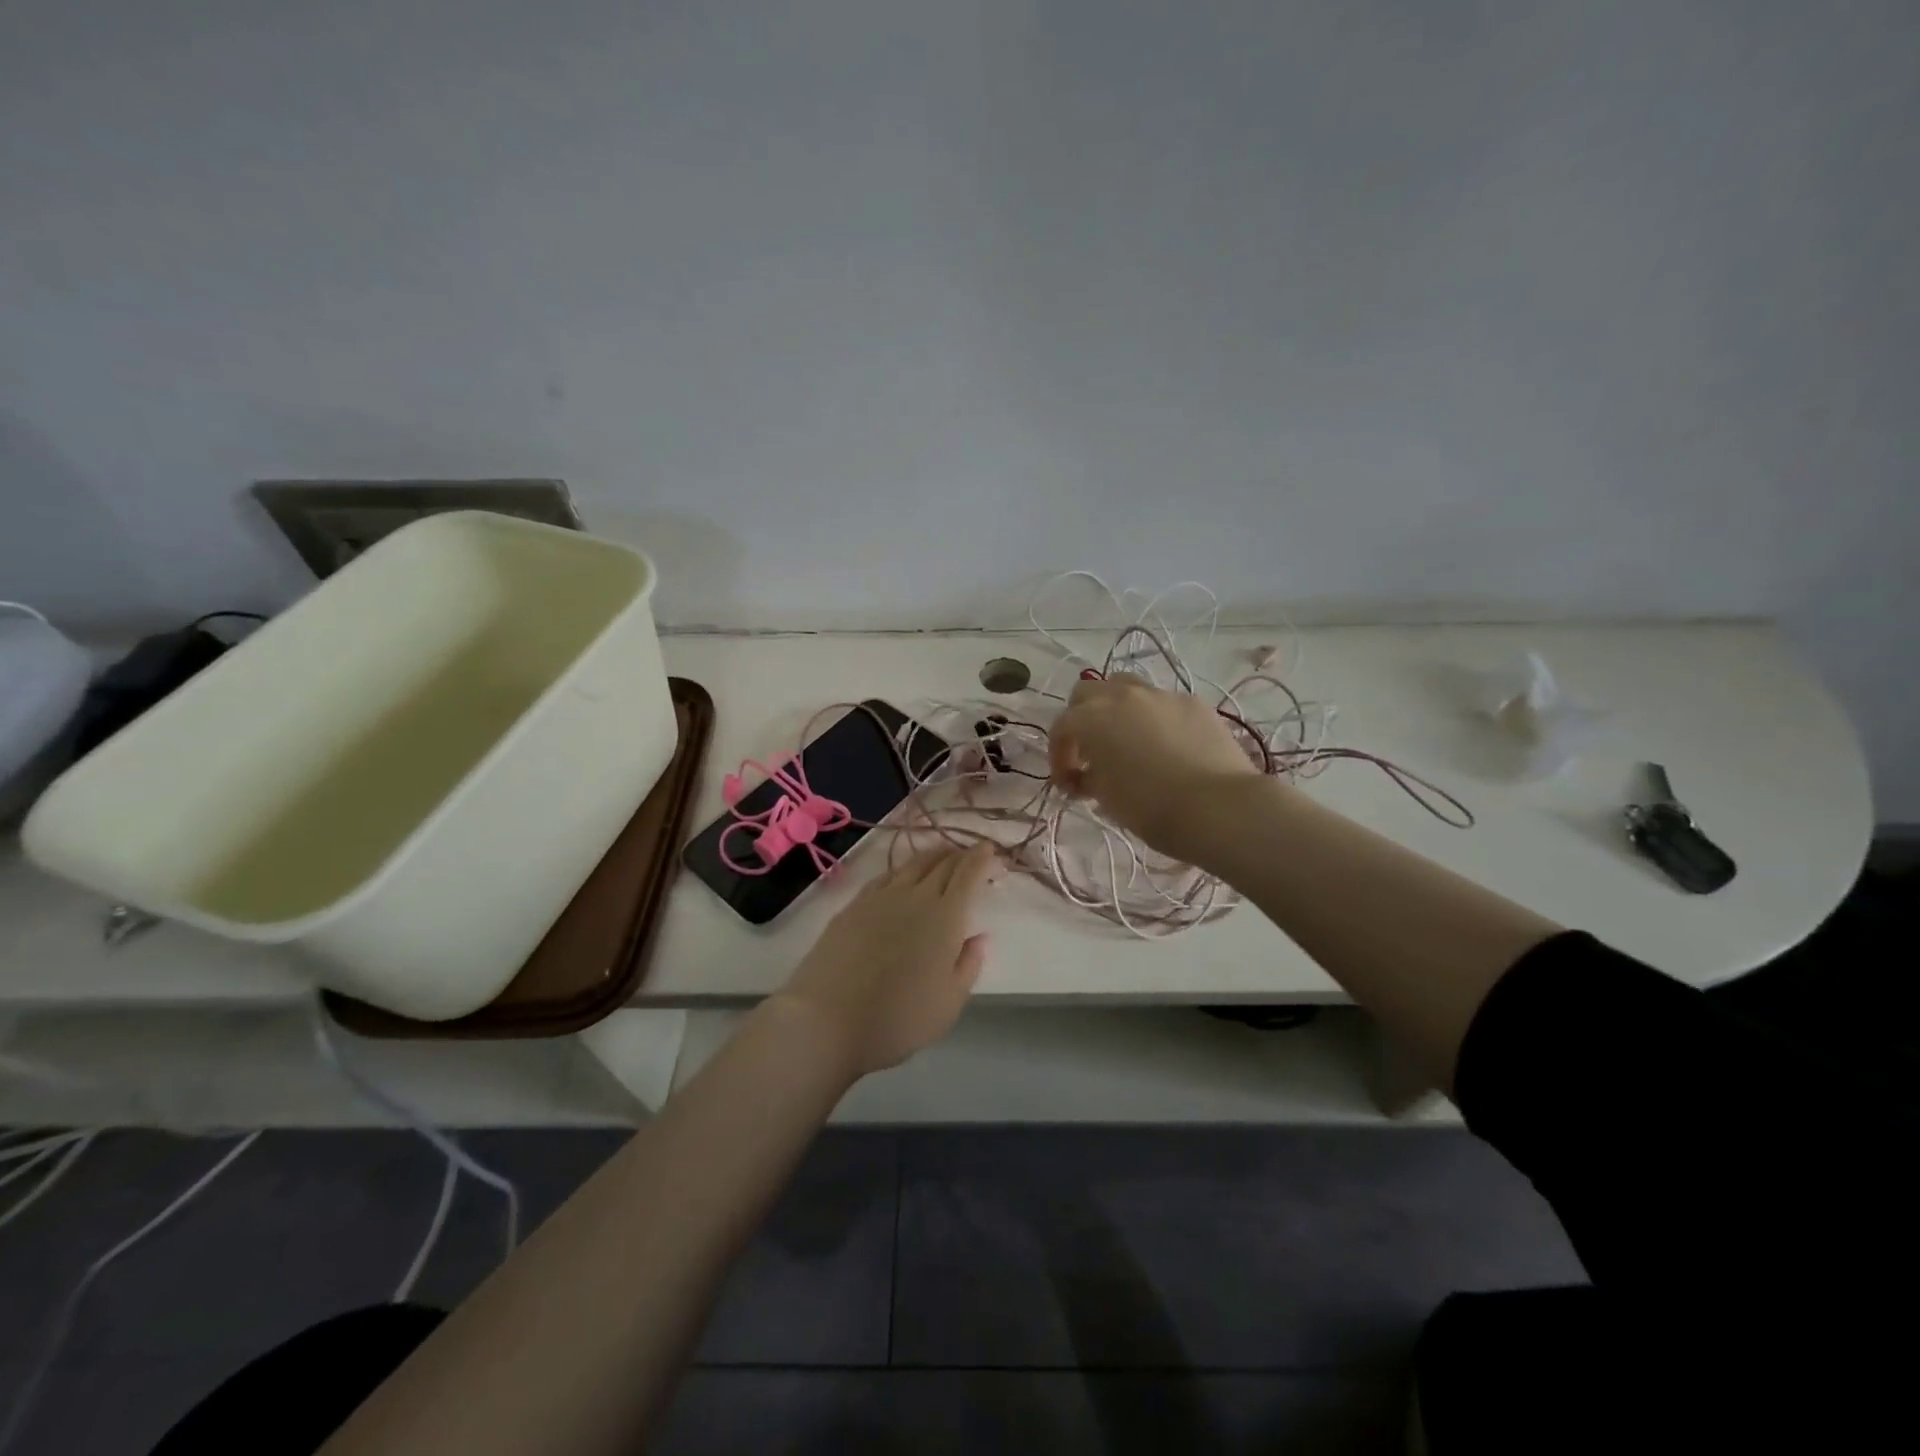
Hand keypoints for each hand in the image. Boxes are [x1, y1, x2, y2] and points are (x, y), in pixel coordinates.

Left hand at [774, 843, 997, 1079]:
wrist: (826, 1019)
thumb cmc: (897, 1019)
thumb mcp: (949, 1003)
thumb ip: (969, 964)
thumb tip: (980, 936)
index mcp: (945, 916)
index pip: (968, 874)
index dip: (981, 858)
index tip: (990, 850)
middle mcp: (915, 896)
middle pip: (942, 863)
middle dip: (961, 854)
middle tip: (971, 855)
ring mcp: (881, 897)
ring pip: (912, 863)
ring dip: (933, 856)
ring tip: (942, 856)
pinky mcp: (853, 905)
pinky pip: (886, 875)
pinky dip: (902, 869)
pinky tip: (902, 875)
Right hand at [1049, 676, 1263, 860]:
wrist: (1217, 807)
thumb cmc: (1150, 807)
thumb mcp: (1107, 799)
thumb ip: (1088, 780)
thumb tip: (1085, 776)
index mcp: (1092, 719)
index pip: (1061, 728)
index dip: (1058, 755)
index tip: (1067, 783)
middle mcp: (1122, 696)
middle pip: (1087, 693)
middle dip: (1081, 720)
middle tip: (1089, 753)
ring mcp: (1161, 695)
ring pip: (1126, 687)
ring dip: (1116, 709)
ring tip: (1126, 739)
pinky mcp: (1194, 702)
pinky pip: (1162, 703)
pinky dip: (1154, 718)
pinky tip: (1166, 746)